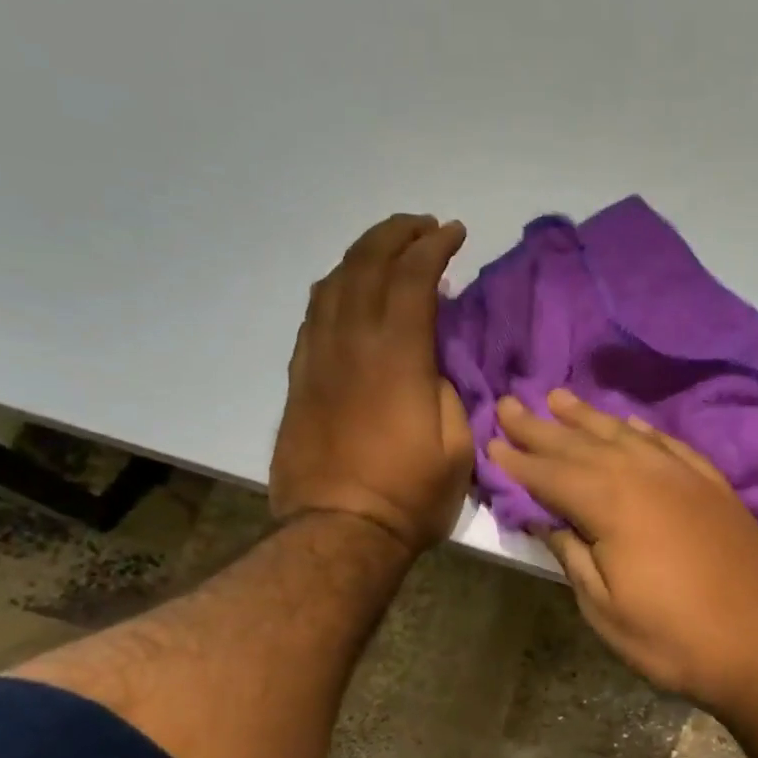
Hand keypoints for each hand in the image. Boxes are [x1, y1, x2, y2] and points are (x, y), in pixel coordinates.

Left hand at [270, 214, 473, 551]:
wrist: (338, 530)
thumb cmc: (409, 495)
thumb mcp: (457, 446)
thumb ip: (449, 391)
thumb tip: (433, 362)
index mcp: (397, 356)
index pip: (413, 278)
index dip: (434, 247)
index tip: (454, 232)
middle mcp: (351, 342)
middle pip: (366, 265)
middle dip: (396, 235)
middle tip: (423, 227)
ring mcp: (318, 358)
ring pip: (333, 283)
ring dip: (362, 255)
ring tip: (387, 250)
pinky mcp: (300, 378)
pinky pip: (313, 315)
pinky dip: (335, 288)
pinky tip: (348, 290)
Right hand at [488, 390, 757, 709]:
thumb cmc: (674, 637)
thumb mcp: (605, 609)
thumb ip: (572, 555)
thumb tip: (545, 519)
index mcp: (612, 504)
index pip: (551, 475)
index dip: (518, 461)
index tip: (491, 442)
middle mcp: (645, 475)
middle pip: (582, 445)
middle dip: (542, 427)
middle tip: (511, 404)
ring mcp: (684, 476)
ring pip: (625, 435)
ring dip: (588, 418)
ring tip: (559, 398)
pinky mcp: (713, 485)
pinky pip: (669, 444)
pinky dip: (642, 431)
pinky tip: (629, 424)